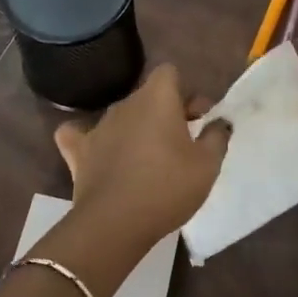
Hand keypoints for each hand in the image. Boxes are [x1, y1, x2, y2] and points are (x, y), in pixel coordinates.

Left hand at [53, 65, 229, 253]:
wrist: (115, 223)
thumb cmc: (168, 187)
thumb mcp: (207, 165)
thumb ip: (217, 136)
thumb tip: (220, 122)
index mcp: (157, 98)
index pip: (170, 73)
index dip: (186, 92)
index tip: (198, 119)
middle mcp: (125, 103)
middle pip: (148, 96)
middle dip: (166, 112)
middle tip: (182, 144)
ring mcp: (98, 126)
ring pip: (122, 117)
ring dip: (136, 130)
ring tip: (149, 160)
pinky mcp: (78, 151)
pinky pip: (79, 135)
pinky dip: (90, 141)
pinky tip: (98, 153)